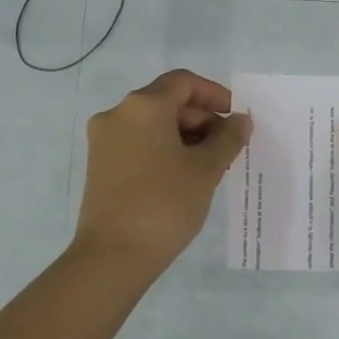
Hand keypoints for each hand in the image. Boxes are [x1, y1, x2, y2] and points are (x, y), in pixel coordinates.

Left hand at [74, 69, 251, 274]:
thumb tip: (240, 120)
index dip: (214, 94)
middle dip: (201, 119)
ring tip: (209, 166)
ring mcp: (104, 140)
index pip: (183, 82)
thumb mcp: (205, 170)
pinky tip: (182, 176)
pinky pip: (137, 143)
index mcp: (143, 106)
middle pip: (166, 101)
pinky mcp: (99, 164)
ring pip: (152, 124)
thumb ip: (228, 138)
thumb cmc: (164, 204)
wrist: (112, 256)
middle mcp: (118, 114)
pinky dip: (163, 150)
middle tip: (227, 148)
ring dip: (183, 136)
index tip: (235, 119)